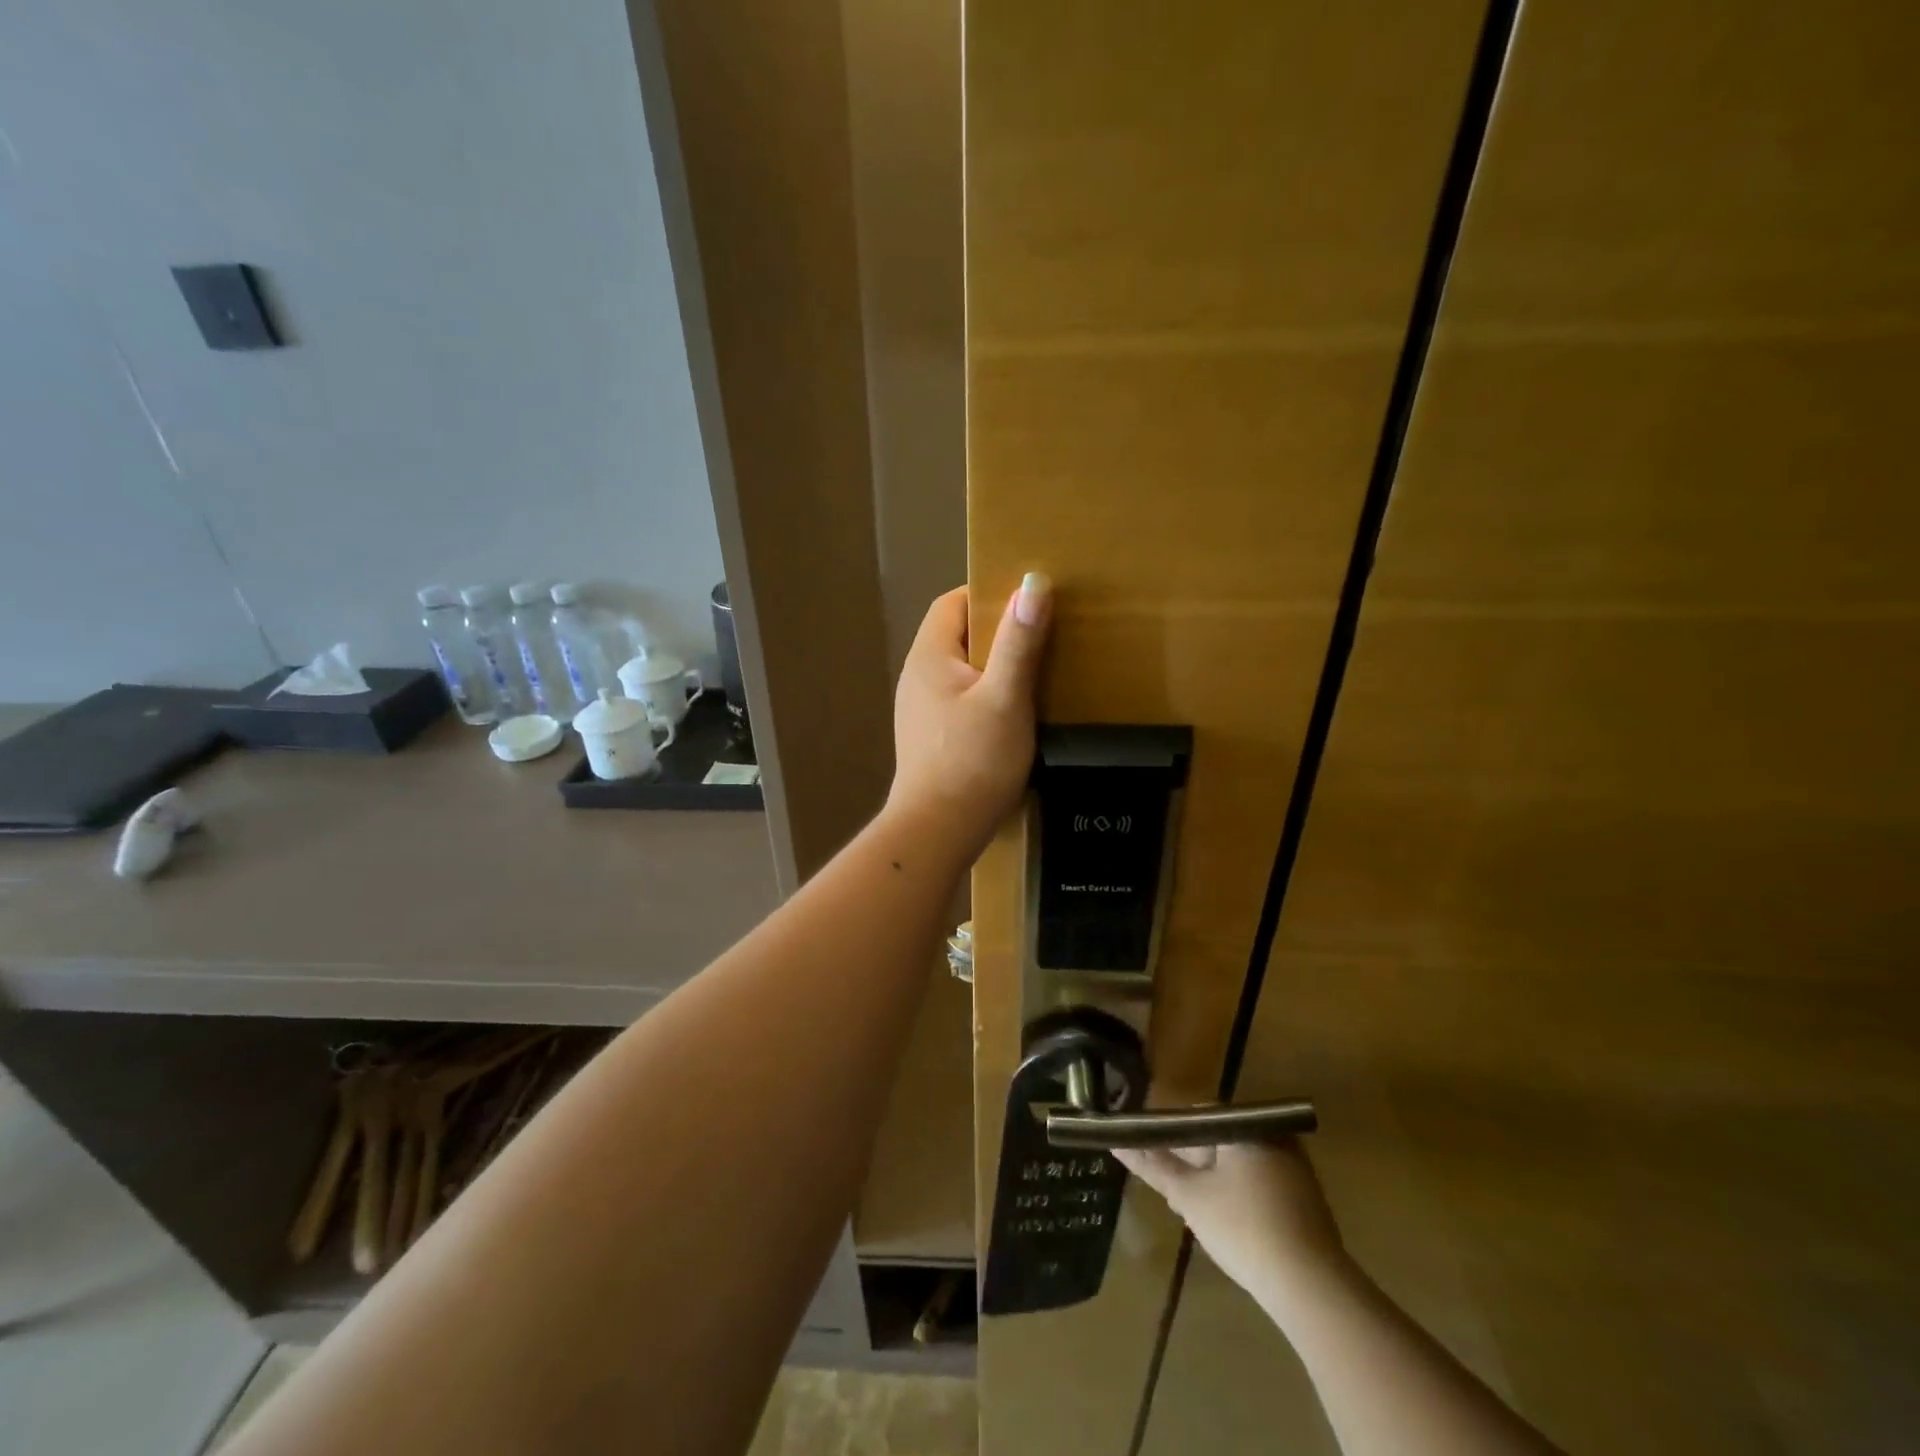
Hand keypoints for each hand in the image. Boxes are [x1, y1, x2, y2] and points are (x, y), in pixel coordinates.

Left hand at [887, 574, 1051, 856]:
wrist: (937, 831)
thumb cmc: (973, 761)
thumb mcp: (1005, 698)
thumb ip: (1019, 642)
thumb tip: (1033, 583)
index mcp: (929, 656)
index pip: (953, 603)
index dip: (988, 593)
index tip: (1028, 599)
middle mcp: (917, 677)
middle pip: (957, 635)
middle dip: (997, 629)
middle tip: (1042, 632)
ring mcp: (920, 710)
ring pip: (961, 670)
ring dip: (995, 665)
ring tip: (1036, 669)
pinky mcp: (931, 737)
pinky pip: (961, 699)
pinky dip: (987, 694)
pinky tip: (1015, 711)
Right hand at [1117, 1140, 1349, 1323]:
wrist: (1313, 1290)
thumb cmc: (1244, 1230)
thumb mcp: (1190, 1197)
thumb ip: (1153, 1165)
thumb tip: (1116, 1140)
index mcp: (1246, 1127)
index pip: (1198, 1113)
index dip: (1171, 1133)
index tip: (1155, 1157)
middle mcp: (1273, 1136)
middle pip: (1219, 1137)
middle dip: (1192, 1161)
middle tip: (1173, 1190)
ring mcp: (1294, 1167)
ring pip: (1238, 1162)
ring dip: (1214, 1179)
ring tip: (1194, 1209)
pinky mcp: (1305, 1197)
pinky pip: (1259, 1181)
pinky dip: (1238, 1193)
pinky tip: (1226, 1223)